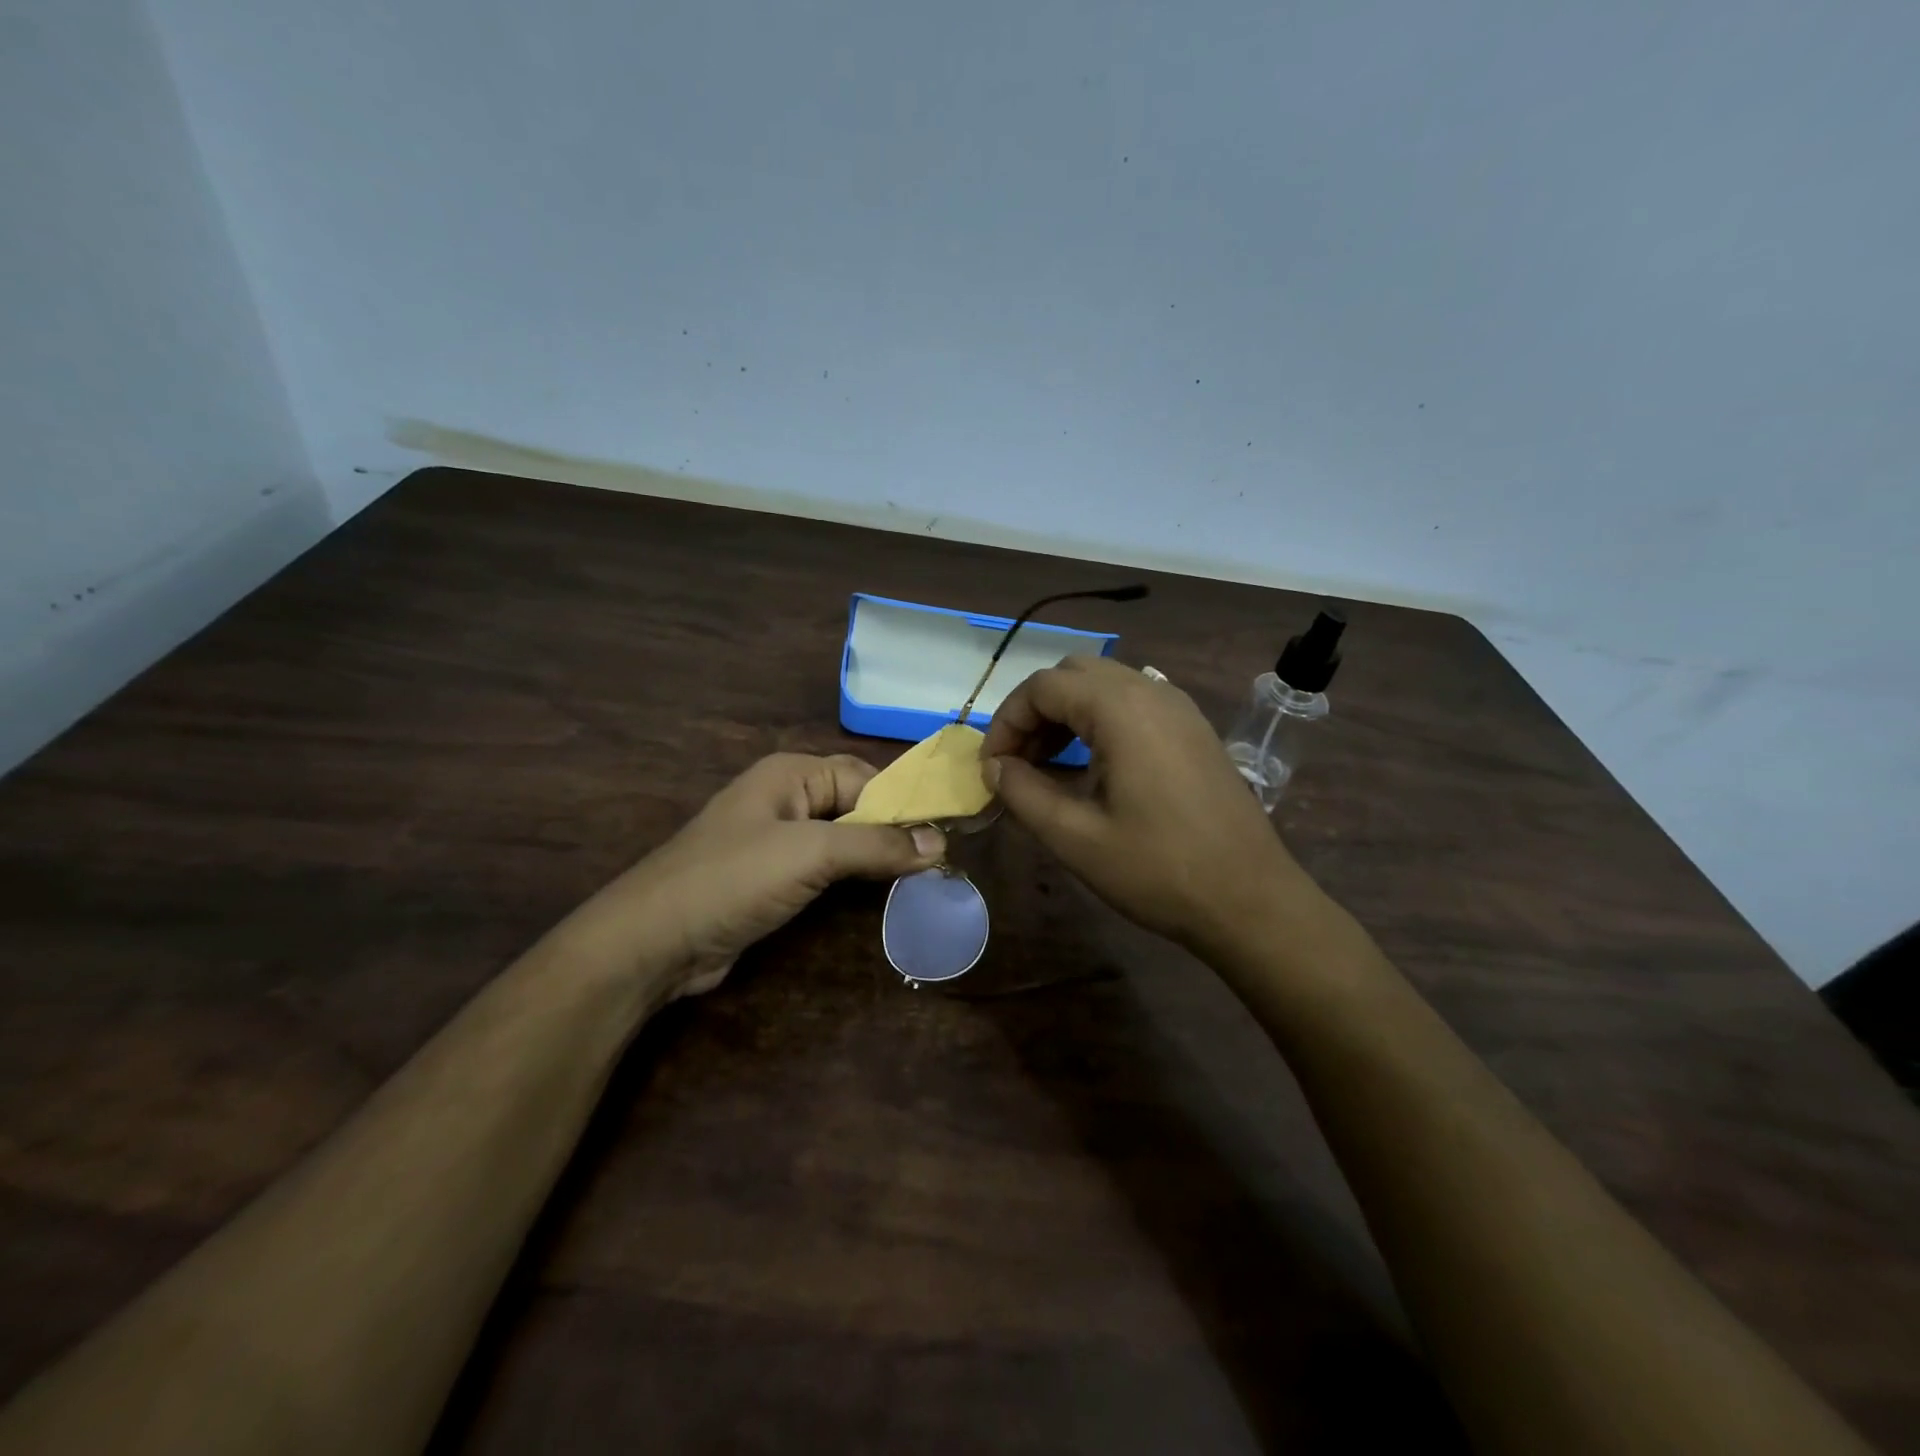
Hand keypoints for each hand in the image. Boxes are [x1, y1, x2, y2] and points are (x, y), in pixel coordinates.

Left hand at [562, 753, 945, 998]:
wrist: (654, 941)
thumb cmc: (733, 879)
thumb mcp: (811, 853)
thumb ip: (877, 844)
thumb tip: (941, 842)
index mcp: (792, 774)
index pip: (866, 778)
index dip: (906, 803)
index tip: (948, 834)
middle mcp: (786, 798)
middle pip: (856, 806)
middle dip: (894, 830)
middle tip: (942, 860)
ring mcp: (777, 841)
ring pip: (842, 840)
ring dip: (876, 856)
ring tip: (924, 878)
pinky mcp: (772, 879)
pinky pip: (824, 869)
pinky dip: (852, 878)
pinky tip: (880, 894)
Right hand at [980, 656, 1314, 951]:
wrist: (1251, 900)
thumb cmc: (1158, 870)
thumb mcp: (1075, 837)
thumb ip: (1023, 792)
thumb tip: (994, 766)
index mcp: (1121, 709)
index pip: (1042, 687)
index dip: (1006, 722)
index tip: (991, 767)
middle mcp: (1152, 692)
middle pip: (1073, 675)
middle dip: (1035, 712)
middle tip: (1017, 763)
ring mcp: (1179, 709)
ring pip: (1104, 686)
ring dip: (1066, 715)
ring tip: (1046, 767)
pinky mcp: (1194, 730)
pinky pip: (1133, 705)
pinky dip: (1099, 722)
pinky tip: (1092, 769)